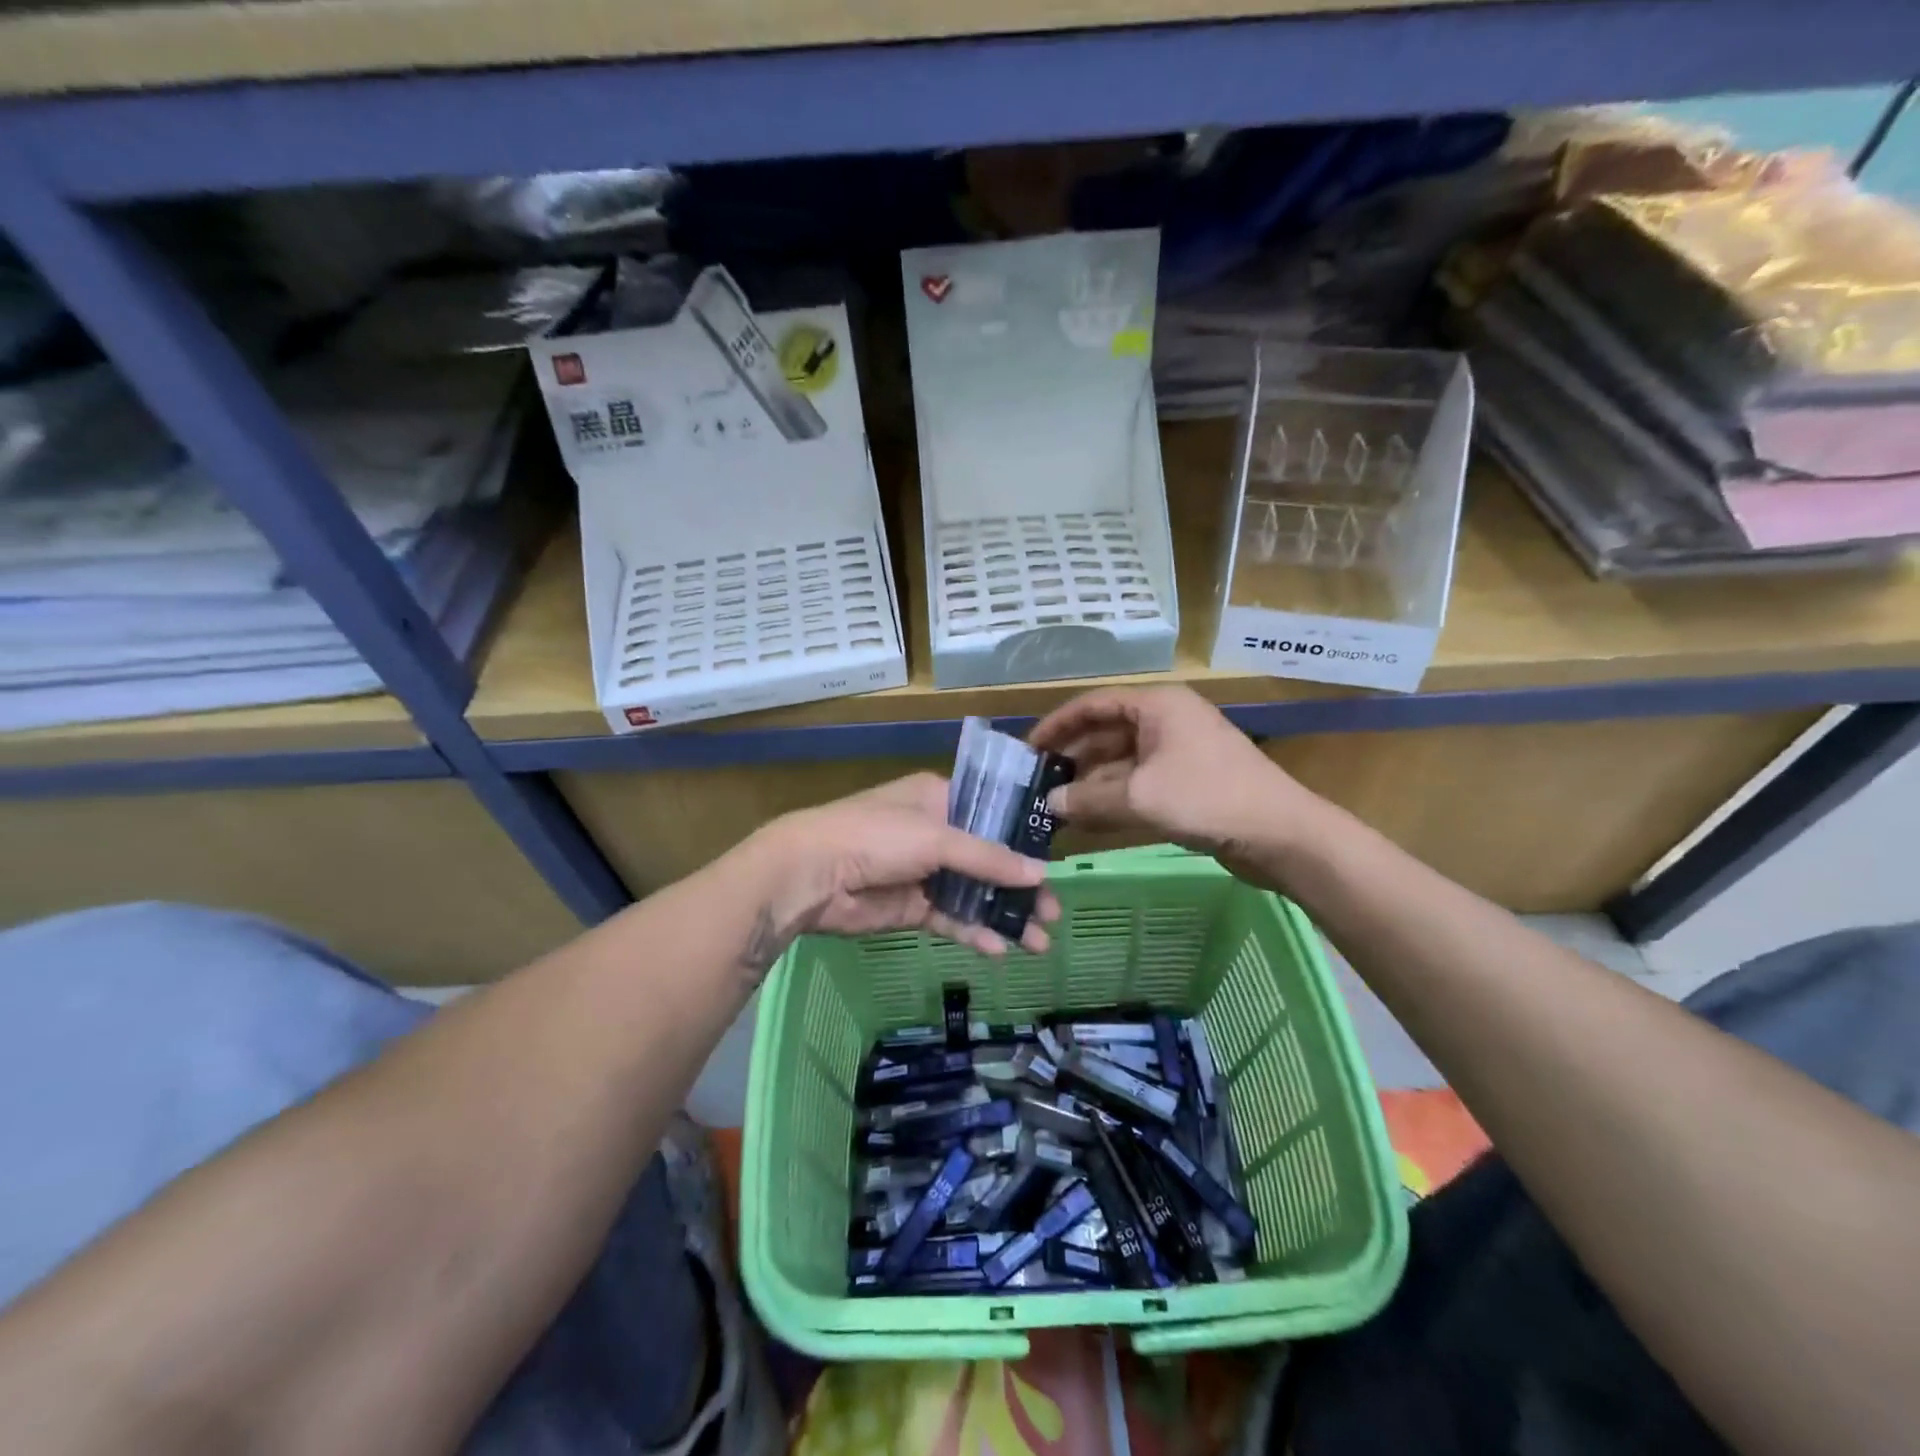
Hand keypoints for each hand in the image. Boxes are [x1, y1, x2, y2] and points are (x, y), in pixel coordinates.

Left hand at [740, 774, 1061, 973]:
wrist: (811, 876)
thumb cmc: (876, 837)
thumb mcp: (936, 838)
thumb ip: (988, 858)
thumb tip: (1041, 874)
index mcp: (939, 800)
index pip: (992, 815)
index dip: (1023, 839)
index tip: (1054, 863)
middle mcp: (935, 834)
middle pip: (988, 860)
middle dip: (1020, 887)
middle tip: (1054, 912)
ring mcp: (923, 873)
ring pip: (973, 894)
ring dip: (1003, 915)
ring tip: (1039, 941)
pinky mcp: (912, 907)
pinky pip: (951, 919)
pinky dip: (973, 932)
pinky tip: (998, 950)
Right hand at [1028, 686, 1313, 860]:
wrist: (1281, 834)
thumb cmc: (1208, 798)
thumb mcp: (1140, 797)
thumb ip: (1089, 799)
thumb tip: (1049, 804)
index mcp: (1157, 706)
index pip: (1093, 704)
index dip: (1058, 725)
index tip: (1029, 750)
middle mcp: (1166, 720)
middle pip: (1106, 732)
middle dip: (1072, 758)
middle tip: (1038, 783)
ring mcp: (1178, 752)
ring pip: (1121, 761)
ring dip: (1090, 782)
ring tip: (1055, 806)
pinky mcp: (1187, 781)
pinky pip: (1138, 782)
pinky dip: (1113, 797)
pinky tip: (1087, 819)